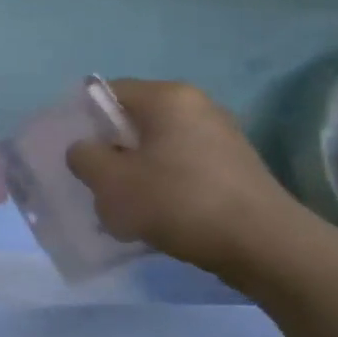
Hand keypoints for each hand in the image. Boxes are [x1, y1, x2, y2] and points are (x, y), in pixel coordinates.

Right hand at [66, 80, 306, 281]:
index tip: (75, 156)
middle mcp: (197, 105)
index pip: (109, 92)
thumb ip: (85, 158)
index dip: (83, 121)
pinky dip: (165, 186)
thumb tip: (84, 149)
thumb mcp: (113, 183)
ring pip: (158, 148)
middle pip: (134, 122)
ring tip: (126, 210)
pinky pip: (183, 167)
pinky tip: (160, 218)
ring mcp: (221, 135)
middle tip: (98, 185)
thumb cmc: (179, 202)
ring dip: (137, 174)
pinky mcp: (234, 166)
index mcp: (167, 97)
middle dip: (111, 153)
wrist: (263, 244)